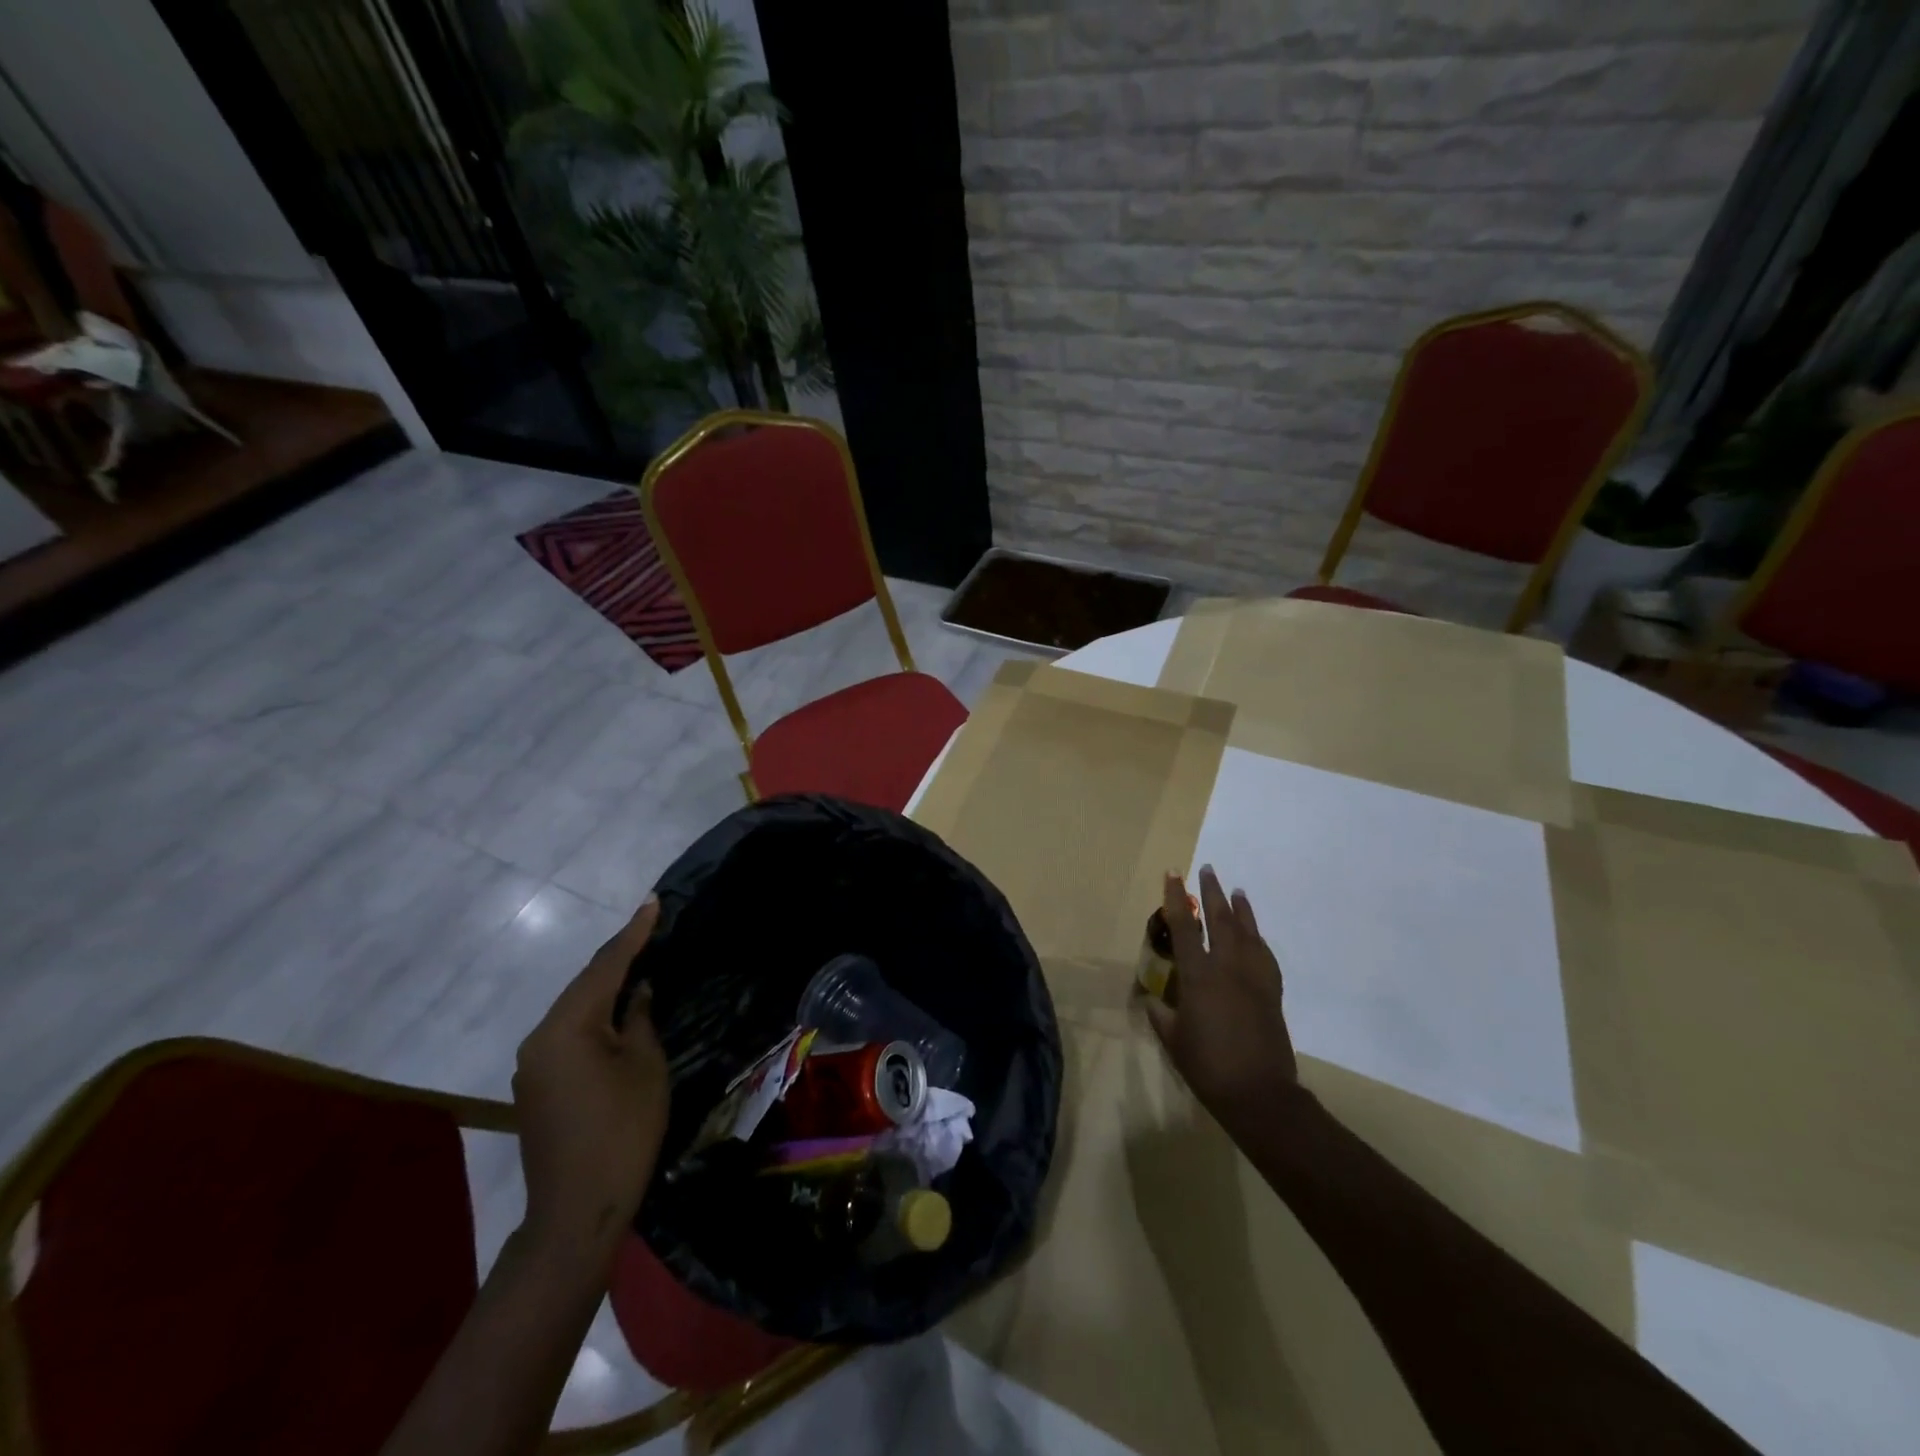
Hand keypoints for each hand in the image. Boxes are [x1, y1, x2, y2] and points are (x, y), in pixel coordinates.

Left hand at [513, 897, 669, 1263]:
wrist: (578, 1210)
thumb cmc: (623, 1129)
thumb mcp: (645, 1065)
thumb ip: (639, 1018)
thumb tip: (636, 991)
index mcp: (567, 1027)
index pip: (605, 967)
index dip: (633, 933)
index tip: (652, 902)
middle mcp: (540, 1037)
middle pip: (584, 985)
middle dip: (618, 956)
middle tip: (649, 927)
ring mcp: (533, 1063)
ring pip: (575, 1009)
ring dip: (605, 986)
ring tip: (638, 961)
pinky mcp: (537, 1085)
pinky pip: (568, 1033)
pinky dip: (594, 1015)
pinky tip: (617, 1011)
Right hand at [1145, 866, 1298, 1117]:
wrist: (1259, 1094)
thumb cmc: (1208, 1066)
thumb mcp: (1173, 1039)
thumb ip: (1161, 1013)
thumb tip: (1152, 998)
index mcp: (1199, 977)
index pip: (1184, 927)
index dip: (1176, 899)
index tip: (1173, 874)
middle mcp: (1228, 968)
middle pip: (1220, 920)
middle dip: (1212, 892)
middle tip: (1208, 870)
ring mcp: (1254, 978)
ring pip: (1247, 933)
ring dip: (1240, 909)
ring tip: (1236, 890)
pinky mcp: (1272, 992)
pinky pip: (1265, 956)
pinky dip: (1258, 939)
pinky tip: (1255, 935)